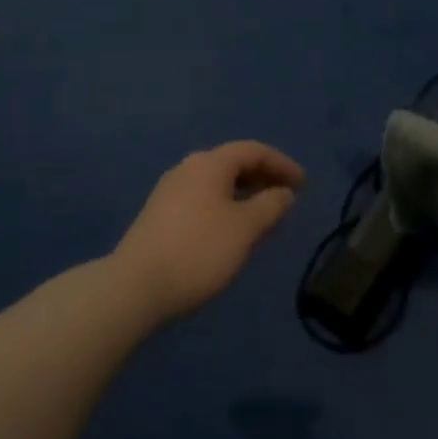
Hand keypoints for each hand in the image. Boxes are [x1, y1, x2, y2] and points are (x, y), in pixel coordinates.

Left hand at [112, 141, 304, 323]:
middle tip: (286, 197)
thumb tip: (284, 192)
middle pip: (233, 162)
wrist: (134, 288)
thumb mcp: (246, 228)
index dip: (282, 164)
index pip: (254, 150)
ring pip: (216, 181)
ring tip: (263, 214)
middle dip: (263, 176)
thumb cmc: (199, 251)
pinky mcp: (159, 214)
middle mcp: (188, 168)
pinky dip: (225, 204)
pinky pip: (202, 197)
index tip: (304, 184)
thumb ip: (270, 205)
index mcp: (210, 163)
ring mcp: (170, 190)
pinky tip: (231, 229)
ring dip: (244, 192)